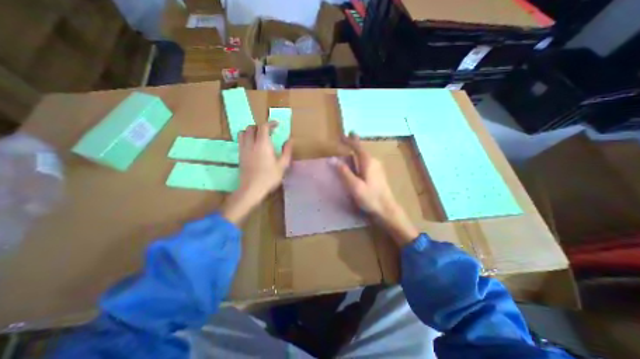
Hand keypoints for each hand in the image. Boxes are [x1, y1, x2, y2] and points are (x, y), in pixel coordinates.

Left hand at [219, 123, 292, 223]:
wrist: (252, 188)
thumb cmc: (269, 177)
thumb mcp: (282, 165)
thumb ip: (287, 151)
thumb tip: (290, 140)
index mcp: (263, 144)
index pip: (264, 127)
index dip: (270, 123)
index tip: (277, 124)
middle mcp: (251, 143)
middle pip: (252, 127)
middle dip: (260, 126)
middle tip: (269, 131)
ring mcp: (243, 149)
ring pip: (243, 132)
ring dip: (251, 130)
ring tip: (259, 136)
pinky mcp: (240, 155)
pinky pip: (240, 140)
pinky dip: (246, 137)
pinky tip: (253, 145)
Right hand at [336, 133, 420, 246]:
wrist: (387, 209)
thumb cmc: (370, 197)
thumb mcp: (354, 185)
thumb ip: (343, 172)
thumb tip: (332, 159)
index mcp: (368, 162)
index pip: (357, 147)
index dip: (350, 140)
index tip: (343, 134)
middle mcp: (374, 161)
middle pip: (362, 149)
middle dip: (354, 143)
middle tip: (348, 137)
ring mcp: (378, 167)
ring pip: (365, 155)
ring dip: (358, 150)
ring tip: (351, 148)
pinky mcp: (378, 174)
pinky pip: (367, 161)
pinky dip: (361, 157)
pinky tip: (359, 162)